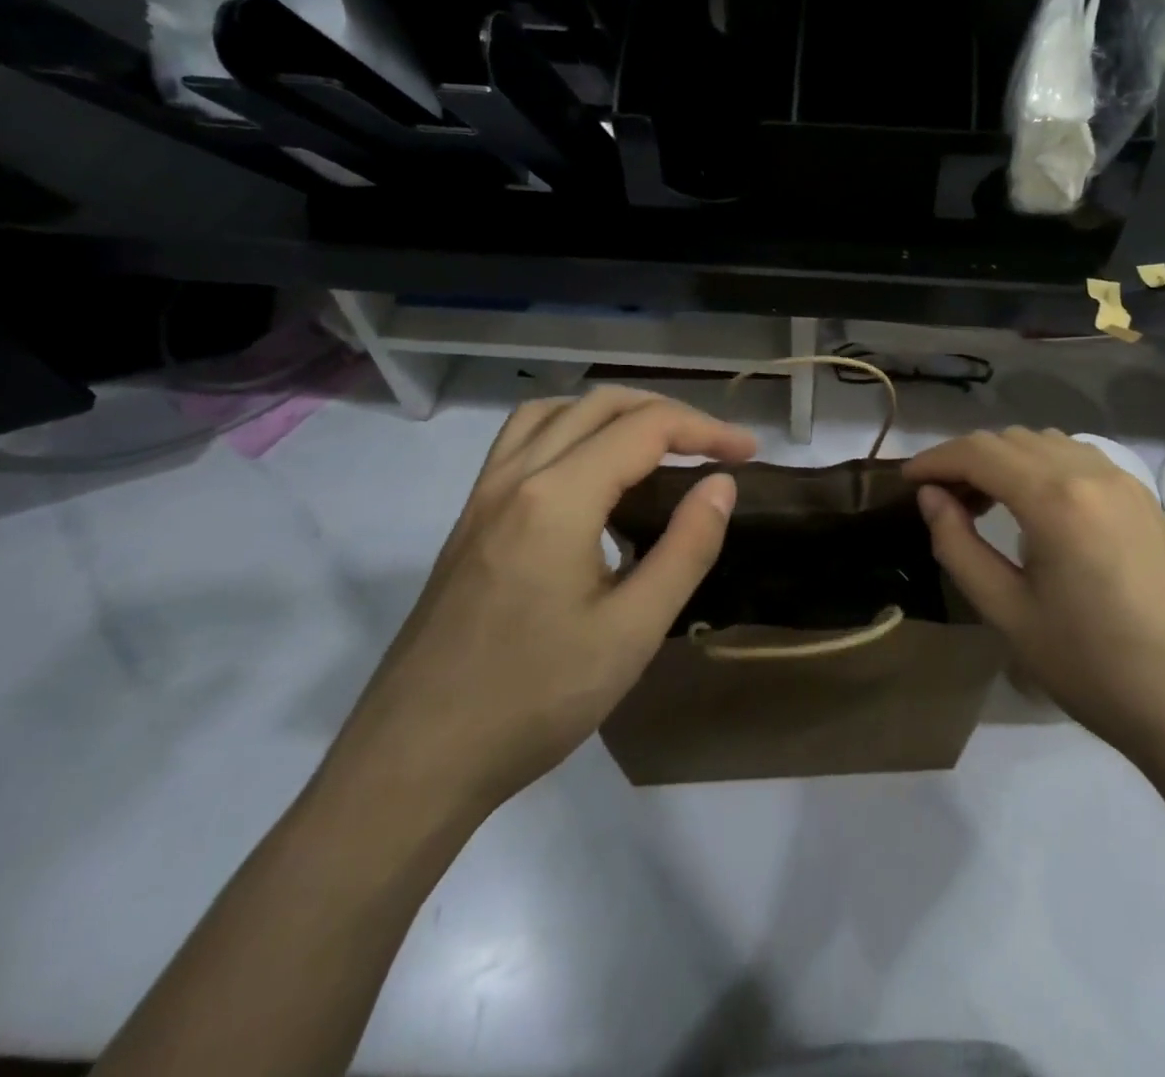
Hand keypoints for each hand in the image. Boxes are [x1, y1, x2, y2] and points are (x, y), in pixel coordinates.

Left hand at [320, 388, 756, 820]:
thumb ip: (686, 548)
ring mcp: (484, 495)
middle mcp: (517, 476)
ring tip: (657, 445)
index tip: (749, 453)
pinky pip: (523, 440)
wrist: (415, 760)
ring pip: (555, 412)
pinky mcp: (469, 519)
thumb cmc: (535, 699)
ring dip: (615, 413)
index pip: (646, 428)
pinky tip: (591, 474)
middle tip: (714, 447)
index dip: (706, 430)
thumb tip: (721, 484)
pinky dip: (571, 429)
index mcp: (558, 498)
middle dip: (668, 413)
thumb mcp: (633, 631)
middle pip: (601, 405)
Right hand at [904, 429, 1164, 768]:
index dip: (935, 459)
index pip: (979, 453)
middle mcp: (1091, 472)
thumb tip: (931, 498)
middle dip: (967, 460)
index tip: (906, 480)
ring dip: (1006, 460)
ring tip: (984, 503)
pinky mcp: (1144, 499)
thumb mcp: (1007, 612)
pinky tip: (1036, 509)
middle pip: (1011, 440)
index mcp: (1055, 498)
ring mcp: (1124, 482)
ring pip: (1046, 443)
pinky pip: (1079, 459)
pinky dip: (1042, 467)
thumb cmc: (1092, 665)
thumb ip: (959, 546)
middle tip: (941, 501)